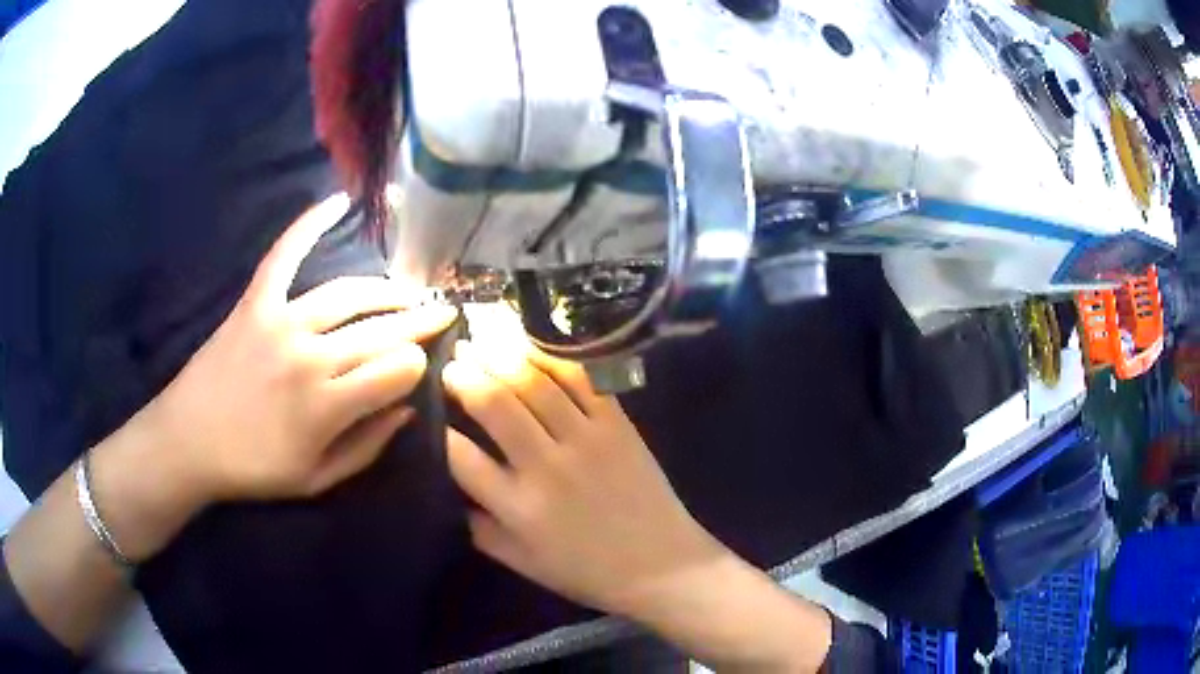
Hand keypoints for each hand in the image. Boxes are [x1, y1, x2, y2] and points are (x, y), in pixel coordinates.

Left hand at [143, 193, 455, 503]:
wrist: (188, 441)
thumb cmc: (254, 469)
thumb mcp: (317, 479)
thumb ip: (367, 447)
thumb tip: (408, 411)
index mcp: (327, 406)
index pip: (397, 371)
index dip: (417, 367)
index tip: (420, 369)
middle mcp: (310, 357)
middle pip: (380, 331)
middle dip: (419, 322)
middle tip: (442, 313)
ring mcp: (280, 322)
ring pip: (348, 294)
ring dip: (386, 290)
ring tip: (409, 291)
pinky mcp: (255, 302)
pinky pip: (285, 255)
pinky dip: (309, 224)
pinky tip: (338, 201)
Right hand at [442, 340, 723, 616]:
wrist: (662, 565)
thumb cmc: (587, 570)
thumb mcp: (522, 563)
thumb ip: (480, 529)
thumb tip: (451, 490)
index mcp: (519, 508)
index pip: (462, 457)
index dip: (439, 430)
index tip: (429, 412)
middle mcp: (547, 466)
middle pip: (495, 404)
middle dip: (464, 375)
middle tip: (452, 361)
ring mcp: (587, 439)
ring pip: (534, 382)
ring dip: (500, 356)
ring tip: (481, 340)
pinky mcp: (618, 424)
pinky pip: (581, 379)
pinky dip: (551, 356)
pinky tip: (530, 344)